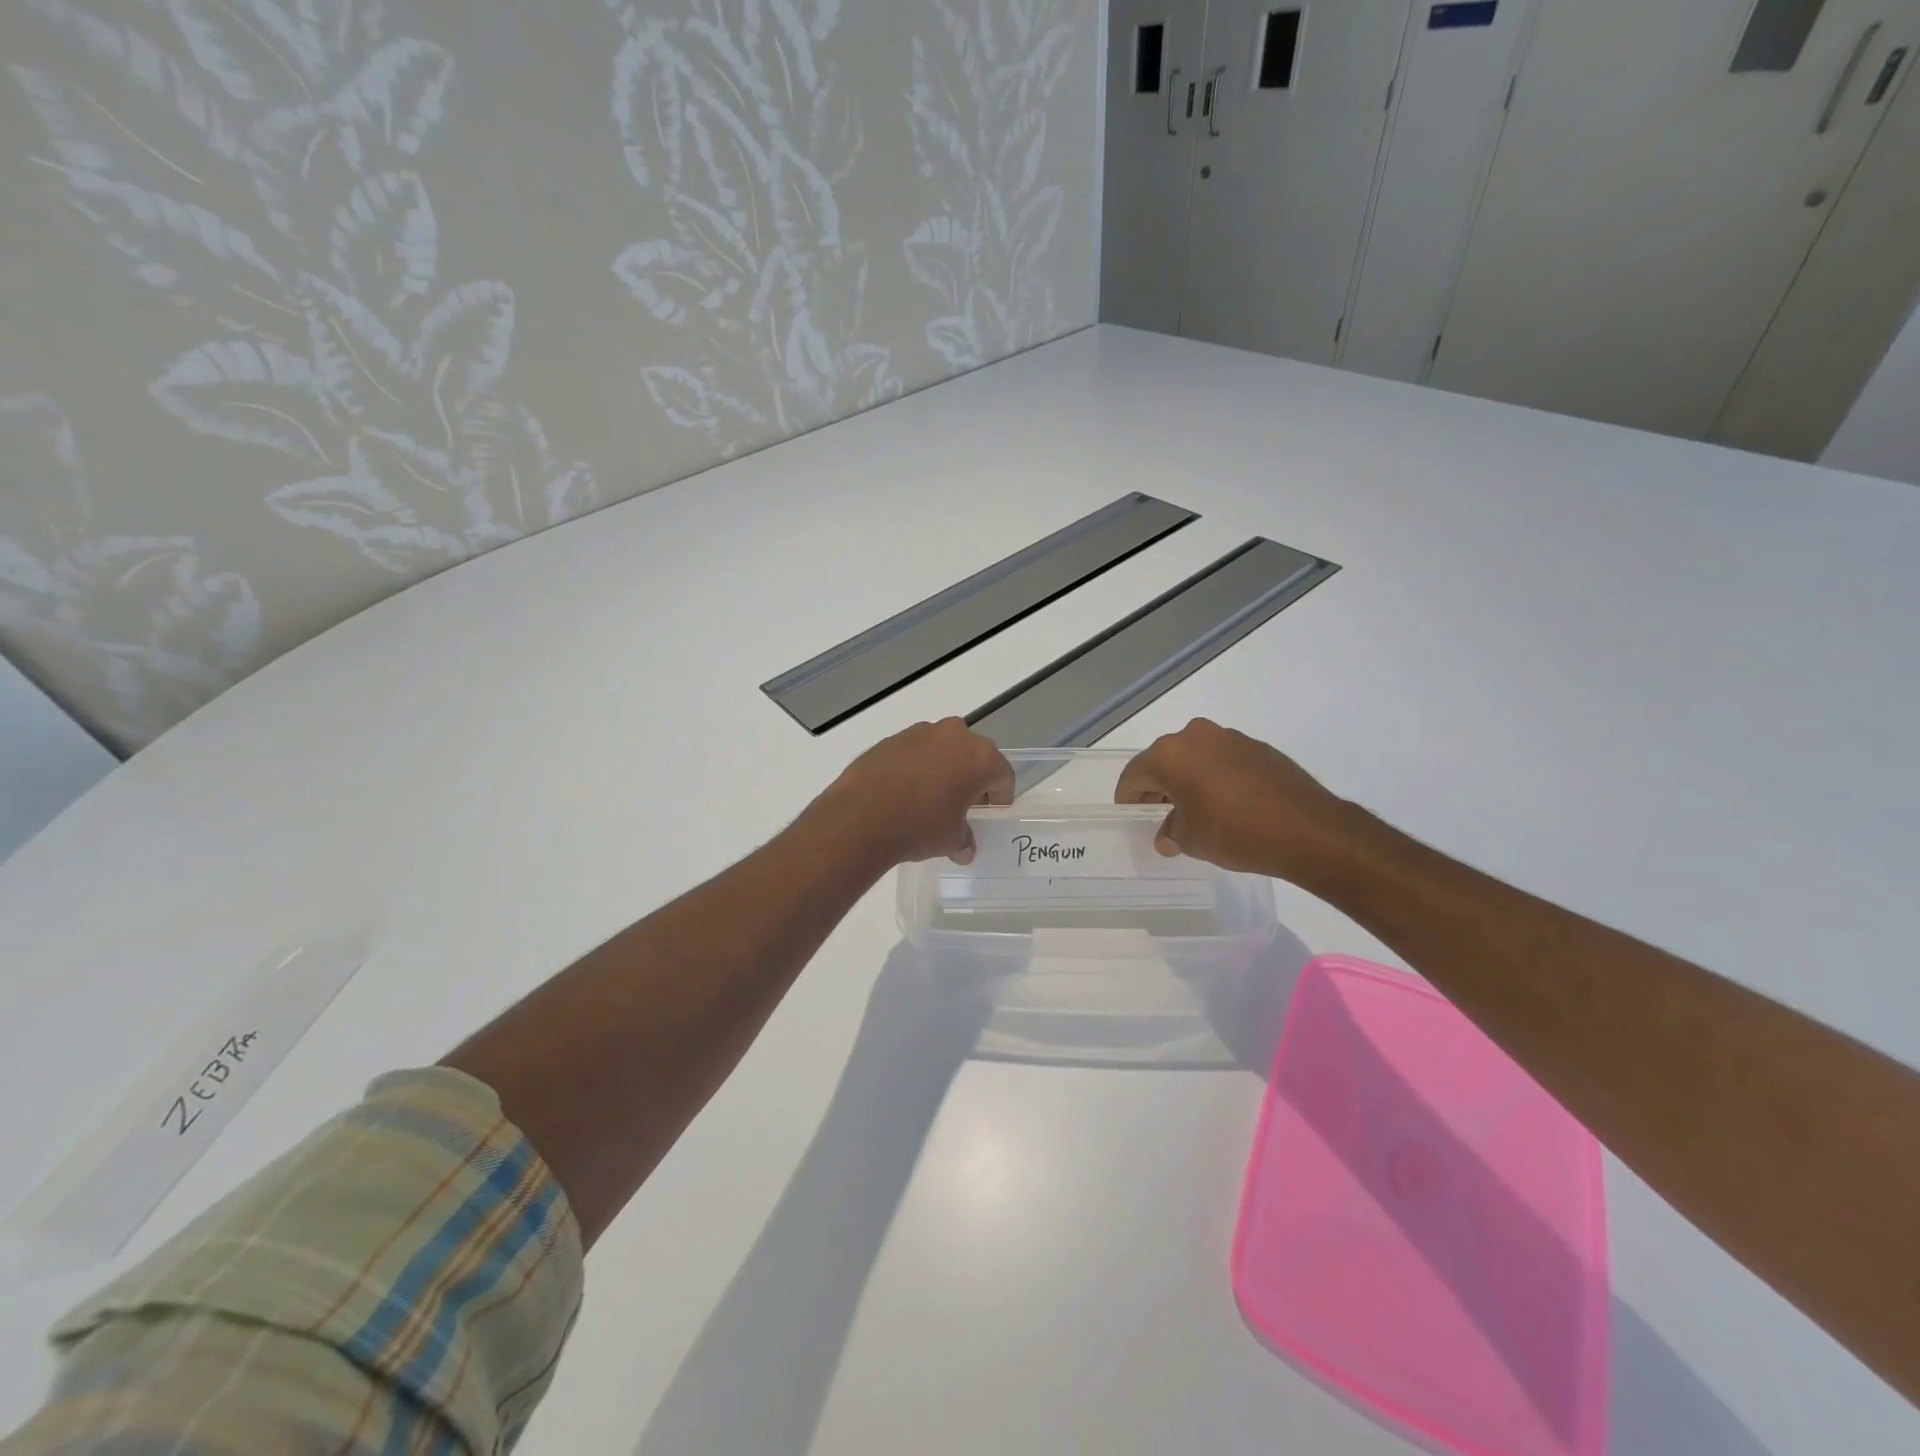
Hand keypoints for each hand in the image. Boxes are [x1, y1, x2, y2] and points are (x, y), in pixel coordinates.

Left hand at [812, 718, 1014, 866]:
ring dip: (943, 766)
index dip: (1001, 794)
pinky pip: (914, 751)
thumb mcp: (950, 839)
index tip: (993, 810)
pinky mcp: (891, 738)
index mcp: (980, 757)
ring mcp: (920, 732)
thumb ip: (964, 839)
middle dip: (972, 775)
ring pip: (942, 748)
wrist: (862, 815)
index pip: (1002, 774)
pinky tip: (905, 790)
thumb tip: (965, 849)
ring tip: (932, 794)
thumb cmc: (920, 825)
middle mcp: (954, 736)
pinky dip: (916, 766)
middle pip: (973, 754)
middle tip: (965, 801)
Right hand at [1115, 718, 1352, 879]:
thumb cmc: (1235, 832)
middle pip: (1164, 761)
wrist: (1307, 829)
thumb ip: (1171, 831)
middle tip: (1161, 815)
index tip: (1132, 816)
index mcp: (1170, 754)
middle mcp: (1196, 736)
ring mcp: (1230, 737)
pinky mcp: (1257, 746)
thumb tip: (1168, 833)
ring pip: (1194, 758)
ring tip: (1196, 811)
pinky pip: (1222, 760)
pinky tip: (1227, 804)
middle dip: (1158, 787)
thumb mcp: (1191, 840)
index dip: (1129, 797)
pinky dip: (1216, 777)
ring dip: (1189, 780)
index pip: (1135, 774)